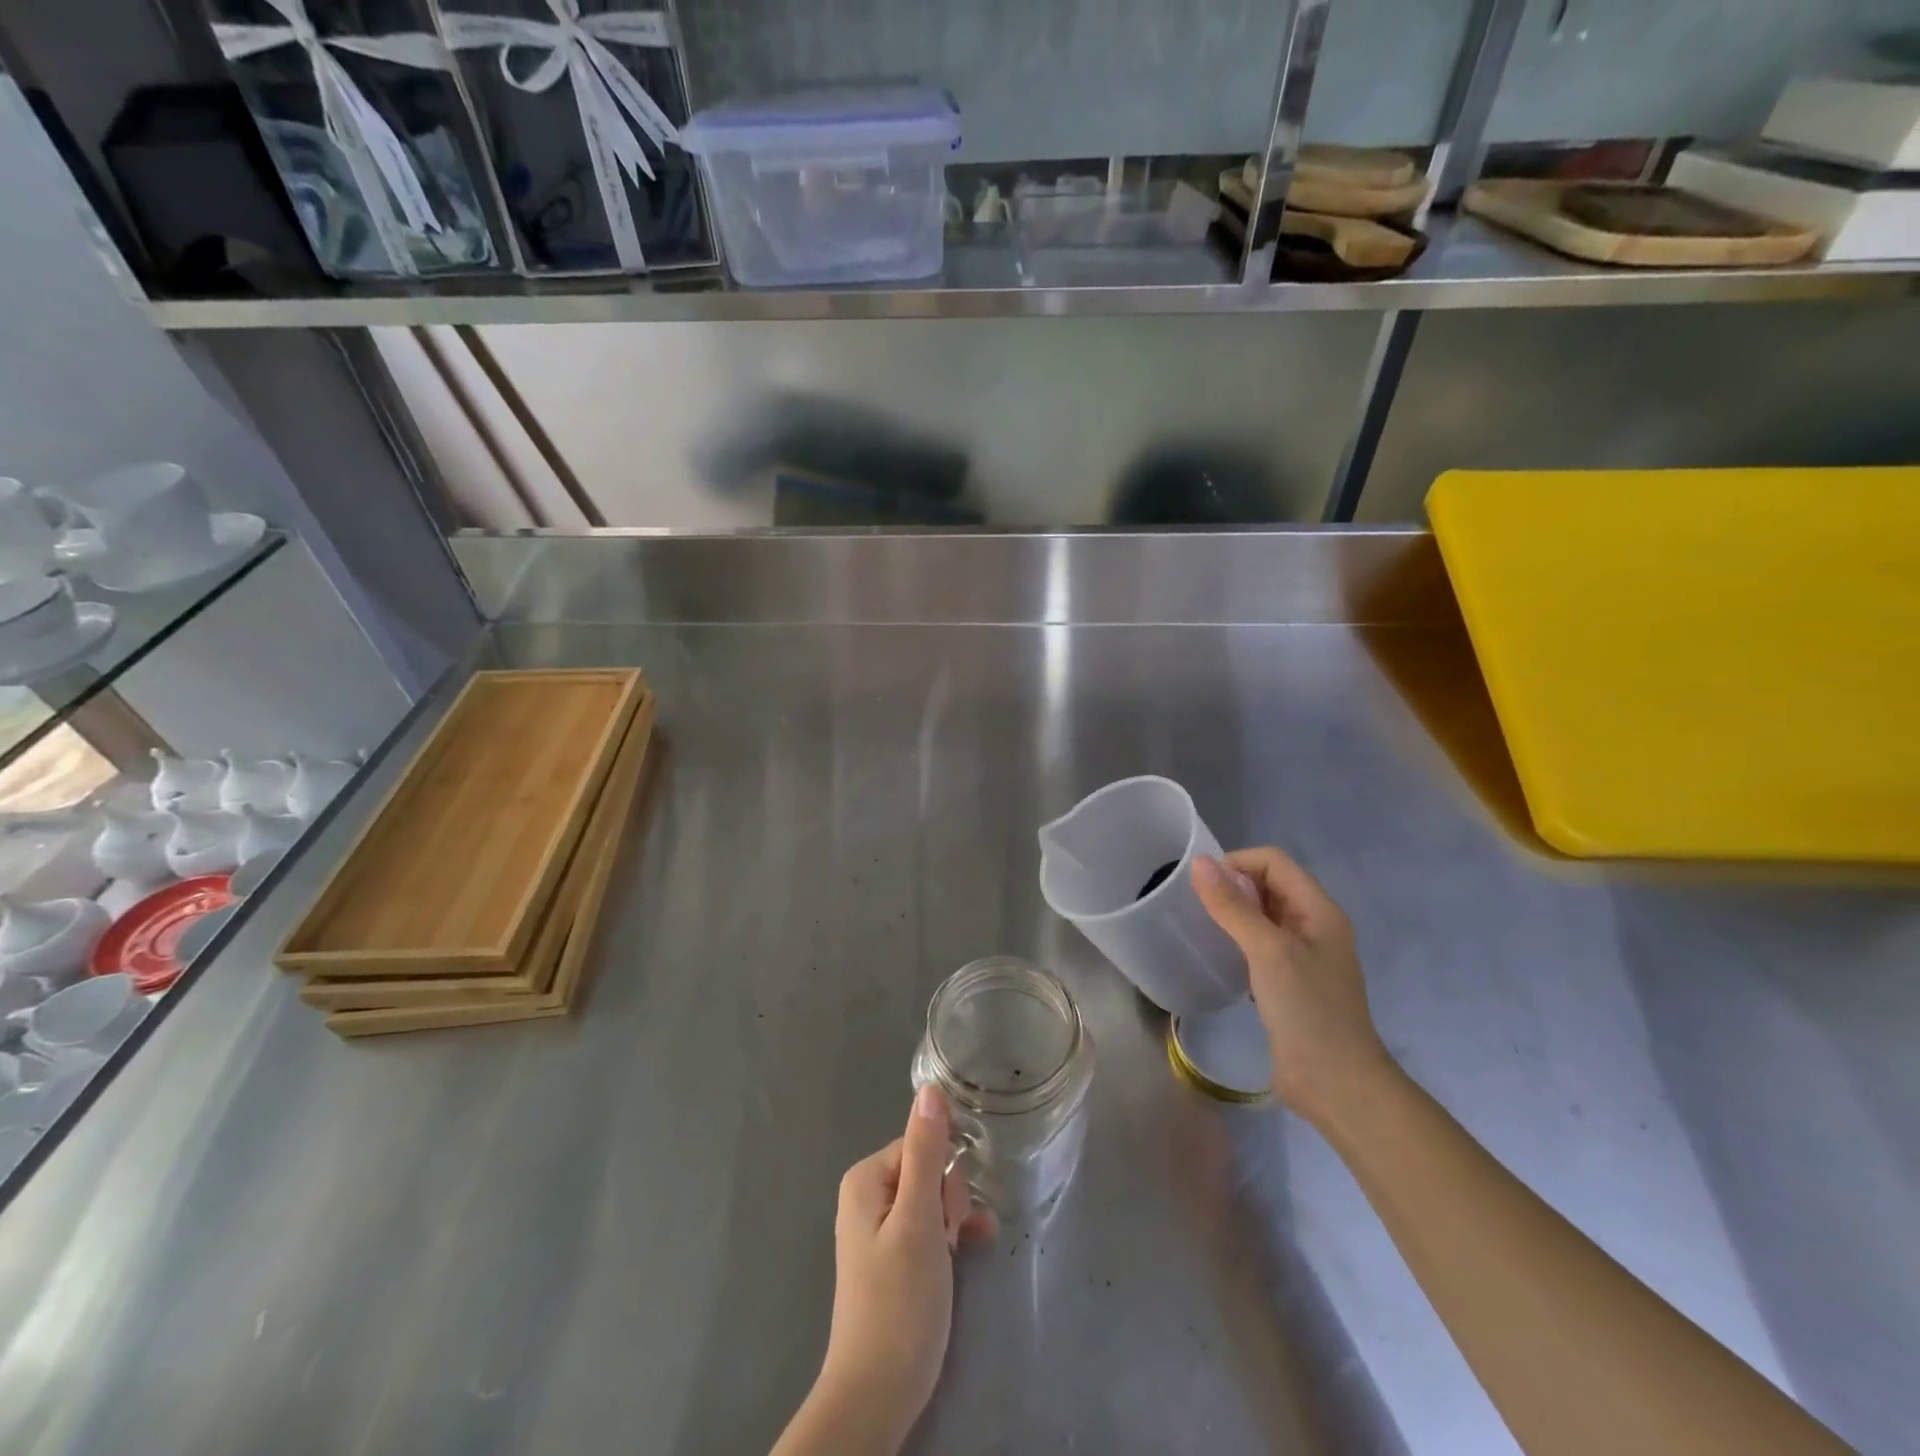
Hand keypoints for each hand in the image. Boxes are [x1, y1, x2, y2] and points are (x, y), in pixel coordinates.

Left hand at [807, 1086, 995, 1451]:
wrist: (877, 1393)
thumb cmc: (899, 1301)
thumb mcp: (919, 1219)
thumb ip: (926, 1152)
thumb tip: (930, 1088)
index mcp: (866, 1178)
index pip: (922, 1144)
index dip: (944, 1176)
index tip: (946, 1215)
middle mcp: (868, 1194)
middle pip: (928, 1169)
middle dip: (948, 1200)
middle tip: (946, 1241)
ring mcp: (879, 1227)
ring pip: (933, 1198)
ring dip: (952, 1220)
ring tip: (952, 1257)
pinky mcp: (893, 1256)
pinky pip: (928, 1225)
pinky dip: (949, 1235)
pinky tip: (970, 1250)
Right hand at [1192, 847, 1391, 1125]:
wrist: (1337, 1084)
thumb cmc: (1308, 1009)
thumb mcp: (1268, 950)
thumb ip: (1233, 906)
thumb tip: (1200, 863)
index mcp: (1319, 910)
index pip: (1274, 862)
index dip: (1237, 863)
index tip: (1200, 885)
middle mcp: (1314, 926)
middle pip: (1269, 885)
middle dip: (1232, 885)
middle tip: (1194, 903)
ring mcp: (1303, 956)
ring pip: (1262, 916)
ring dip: (1233, 913)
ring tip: (1200, 925)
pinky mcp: (1289, 983)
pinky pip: (1259, 945)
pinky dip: (1237, 941)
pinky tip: (1218, 955)